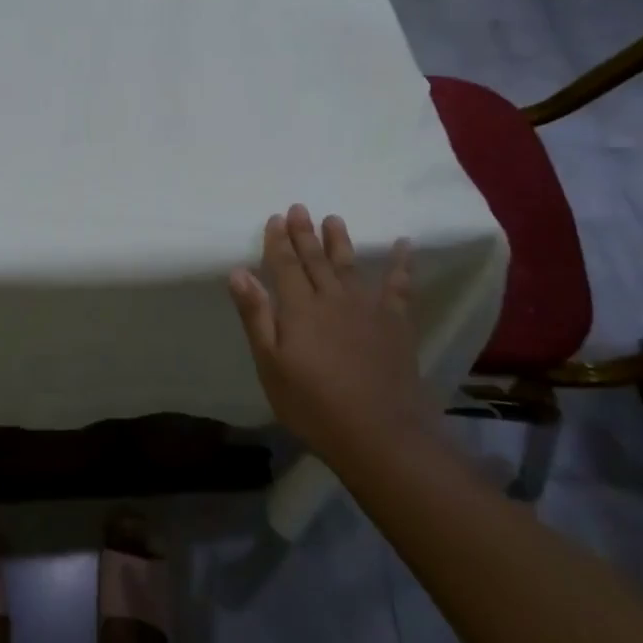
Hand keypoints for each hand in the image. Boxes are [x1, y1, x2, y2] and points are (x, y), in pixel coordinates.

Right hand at [228, 205, 428, 463]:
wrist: (380, 434)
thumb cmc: (313, 404)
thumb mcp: (271, 365)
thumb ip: (256, 315)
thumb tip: (238, 271)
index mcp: (299, 308)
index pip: (285, 265)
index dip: (278, 241)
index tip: (275, 218)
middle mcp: (332, 298)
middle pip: (315, 259)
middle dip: (304, 233)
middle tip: (300, 208)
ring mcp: (367, 308)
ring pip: (349, 265)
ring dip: (340, 241)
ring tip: (333, 219)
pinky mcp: (395, 323)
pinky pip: (399, 286)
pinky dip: (402, 264)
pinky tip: (404, 244)